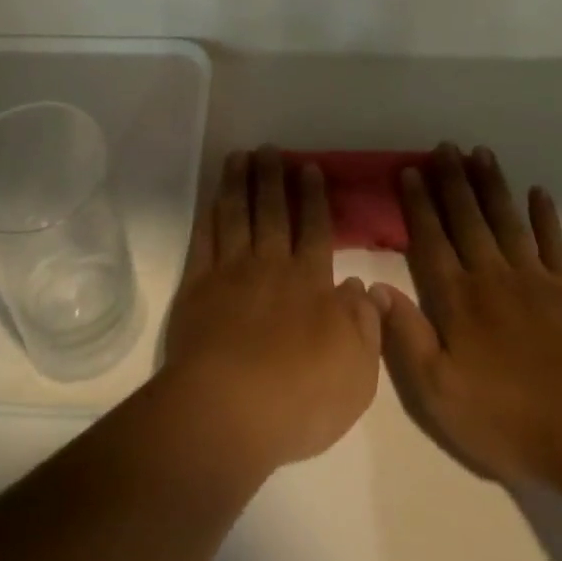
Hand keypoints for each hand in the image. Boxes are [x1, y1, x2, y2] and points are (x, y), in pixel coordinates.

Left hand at [159, 146, 381, 477]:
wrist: (230, 411)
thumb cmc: (302, 397)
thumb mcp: (358, 370)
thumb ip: (364, 323)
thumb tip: (364, 287)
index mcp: (311, 282)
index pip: (315, 229)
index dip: (313, 197)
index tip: (309, 167)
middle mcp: (271, 266)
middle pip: (272, 212)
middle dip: (272, 178)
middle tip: (269, 149)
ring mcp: (230, 273)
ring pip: (236, 216)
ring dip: (238, 184)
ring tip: (240, 157)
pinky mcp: (197, 287)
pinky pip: (204, 240)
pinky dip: (208, 216)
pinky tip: (211, 200)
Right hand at [373, 143, 561, 486]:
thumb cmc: (509, 418)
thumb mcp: (439, 392)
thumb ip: (405, 336)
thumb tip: (373, 289)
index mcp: (457, 299)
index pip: (431, 241)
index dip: (418, 204)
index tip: (409, 170)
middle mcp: (491, 276)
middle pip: (467, 219)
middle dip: (453, 181)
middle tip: (444, 146)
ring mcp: (534, 279)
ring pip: (506, 220)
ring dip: (492, 185)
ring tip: (480, 152)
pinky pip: (554, 242)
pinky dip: (545, 216)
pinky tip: (538, 192)